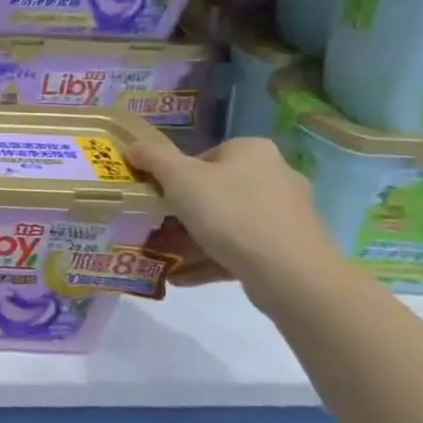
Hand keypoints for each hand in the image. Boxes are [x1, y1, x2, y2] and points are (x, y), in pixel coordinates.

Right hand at [126, 131, 341, 291]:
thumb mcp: (179, 178)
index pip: (203, 157)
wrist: (290, 273)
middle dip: (181, 212)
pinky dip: (211, 258)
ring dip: (192, 238)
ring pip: (226, 222)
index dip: (173, 177)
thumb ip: (153, 158)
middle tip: (154, 228)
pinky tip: (182, 275)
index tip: (157, 198)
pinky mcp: (289, 247)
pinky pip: (240, 247)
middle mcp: (275, 175)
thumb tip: (132, 146)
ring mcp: (285, 214)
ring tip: (163, 256)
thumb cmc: (230, 213)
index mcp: (252, 151)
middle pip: (214, 190)